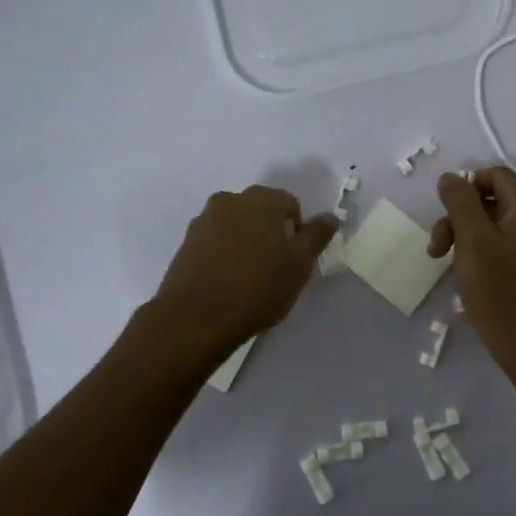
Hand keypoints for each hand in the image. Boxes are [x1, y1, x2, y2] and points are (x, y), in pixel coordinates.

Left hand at [152, 185, 338, 350]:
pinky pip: (215, 242)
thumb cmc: (257, 287)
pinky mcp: (186, 243)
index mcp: (262, 199)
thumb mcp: (300, 264)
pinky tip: (226, 282)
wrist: (196, 317)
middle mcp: (230, 200)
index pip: (290, 204)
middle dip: (270, 234)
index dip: (297, 232)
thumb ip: (317, 235)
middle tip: (274, 269)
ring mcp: (204, 220)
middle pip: (260, 212)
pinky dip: (224, 254)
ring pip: (236, 226)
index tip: (294, 260)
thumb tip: (330, 216)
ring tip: (248, 279)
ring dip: (246, 243)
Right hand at [429, 167, 515, 363]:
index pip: (496, 175)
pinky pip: (503, 247)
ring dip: (465, 237)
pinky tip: (467, 276)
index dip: (466, 186)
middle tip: (437, 248)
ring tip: (445, 264)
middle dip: (459, 217)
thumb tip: (450, 177)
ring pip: (494, 226)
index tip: (445, 213)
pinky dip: (481, 253)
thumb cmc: (500, 292)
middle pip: (493, 200)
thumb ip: (460, 203)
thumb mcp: (473, 241)